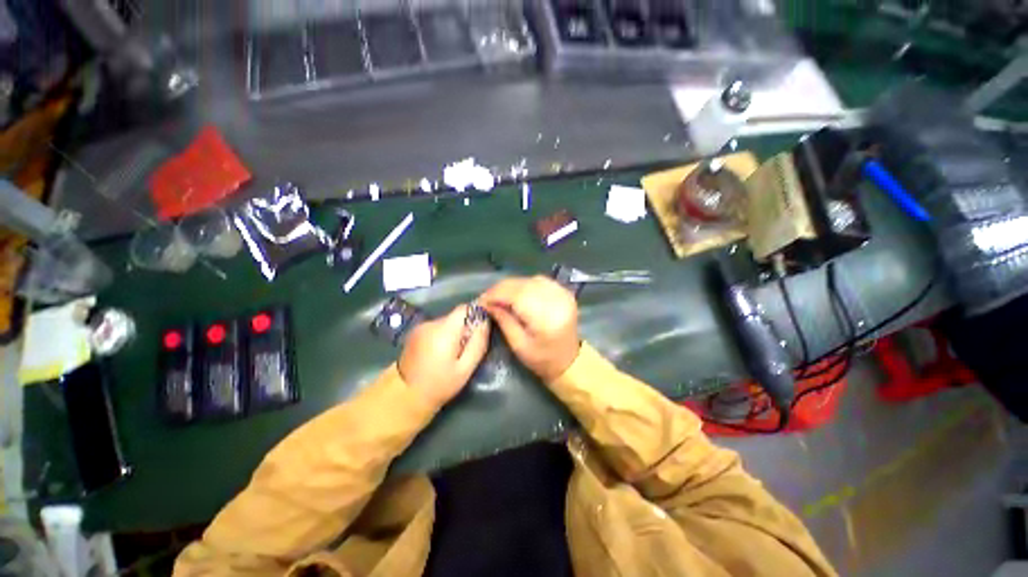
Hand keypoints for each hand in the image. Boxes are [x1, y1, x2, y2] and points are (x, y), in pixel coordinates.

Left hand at [398, 304, 489, 406]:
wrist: (404, 396)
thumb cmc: (439, 385)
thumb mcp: (465, 368)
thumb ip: (478, 343)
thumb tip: (485, 322)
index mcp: (444, 330)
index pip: (465, 308)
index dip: (476, 314)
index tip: (481, 328)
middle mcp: (431, 323)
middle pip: (456, 316)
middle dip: (465, 327)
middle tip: (467, 348)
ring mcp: (421, 327)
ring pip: (447, 322)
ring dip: (454, 332)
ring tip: (454, 353)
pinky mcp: (415, 332)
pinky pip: (437, 327)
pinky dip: (443, 335)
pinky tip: (441, 353)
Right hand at [481, 276, 580, 381]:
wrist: (569, 360)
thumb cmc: (541, 359)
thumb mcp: (518, 345)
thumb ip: (503, 320)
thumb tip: (487, 303)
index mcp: (546, 318)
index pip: (517, 295)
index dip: (496, 295)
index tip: (481, 301)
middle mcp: (557, 300)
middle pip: (523, 285)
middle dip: (501, 289)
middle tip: (487, 298)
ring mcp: (563, 294)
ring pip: (530, 279)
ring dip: (512, 285)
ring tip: (500, 296)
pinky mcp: (564, 292)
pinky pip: (540, 280)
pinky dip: (525, 284)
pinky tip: (517, 293)